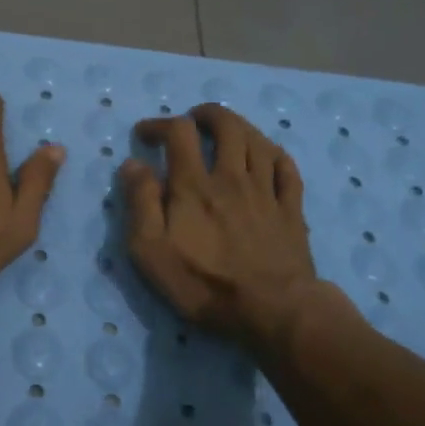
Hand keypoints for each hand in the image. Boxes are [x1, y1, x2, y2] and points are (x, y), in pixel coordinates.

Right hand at [118, 103, 333, 352]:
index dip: (159, 124)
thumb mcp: (151, 250)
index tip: (144, 135)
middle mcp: (232, 177)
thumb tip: (133, 164)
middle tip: (192, 121)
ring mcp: (266, 192)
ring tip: (227, 132)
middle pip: (227, 126)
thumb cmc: (203, 283)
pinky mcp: (291, 210)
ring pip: (258, 141)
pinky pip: (287, 169)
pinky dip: (274, 154)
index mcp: (194, 185)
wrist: (272, 311)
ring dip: (240, 127)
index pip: (178, 132)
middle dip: (207, 115)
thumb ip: (140, 203)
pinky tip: (267, 156)